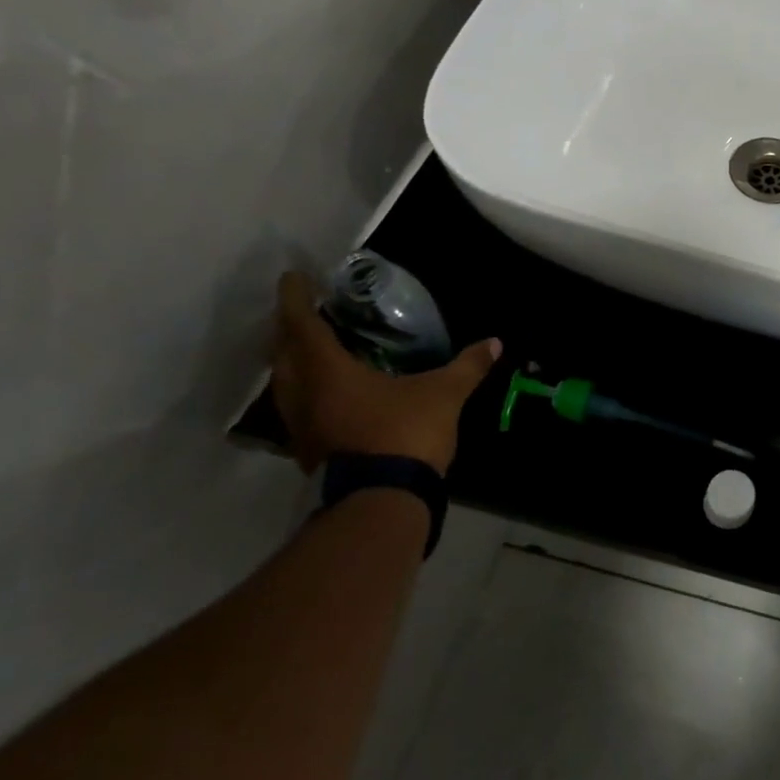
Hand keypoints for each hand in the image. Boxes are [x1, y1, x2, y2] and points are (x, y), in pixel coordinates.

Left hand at [270, 271, 500, 475]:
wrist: (382, 501)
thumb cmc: (405, 434)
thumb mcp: (445, 395)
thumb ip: (467, 367)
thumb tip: (495, 343)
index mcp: (329, 373)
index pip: (303, 326)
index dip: (296, 299)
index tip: (291, 278)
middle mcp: (304, 396)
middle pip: (283, 354)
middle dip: (289, 330)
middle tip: (304, 313)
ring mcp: (302, 428)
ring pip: (285, 385)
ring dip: (293, 363)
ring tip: (312, 350)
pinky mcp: (309, 452)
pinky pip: (298, 409)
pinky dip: (306, 391)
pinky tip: (326, 394)